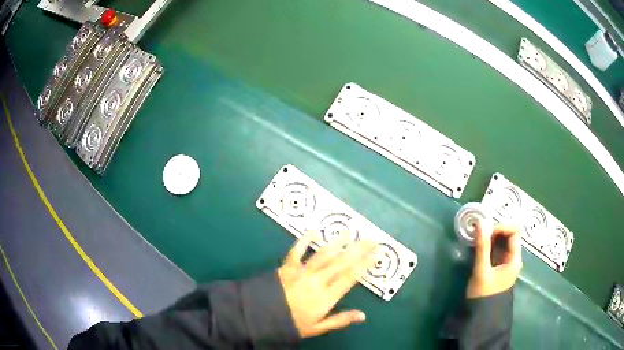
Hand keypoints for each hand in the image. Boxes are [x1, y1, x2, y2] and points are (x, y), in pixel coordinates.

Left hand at [277, 232, 377, 337]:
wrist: (261, 317)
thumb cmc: (291, 324)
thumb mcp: (317, 328)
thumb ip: (340, 320)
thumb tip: (363, 315)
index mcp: (326, 297)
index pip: (350, 277)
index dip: (365, 264)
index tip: (377, 254)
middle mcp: (317, 281)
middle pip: (341, 262)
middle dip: (358, 250)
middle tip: (371, 239)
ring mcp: (302, 272)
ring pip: (323, 255)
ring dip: (337, 242)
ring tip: (349, 231)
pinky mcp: (287, 267)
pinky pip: (297, 251)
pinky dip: (304, 240)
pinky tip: (313, 230)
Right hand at [466, 224, 522, 298]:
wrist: (481, 315)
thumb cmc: (484, 294)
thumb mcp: (482, 270)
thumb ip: (482, 247)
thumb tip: (480, 223)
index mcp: (515, 258)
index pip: (515, 231)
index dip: (502, 227)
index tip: (486, 231)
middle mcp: (513, 257)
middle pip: (509, 234)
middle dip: (495, 231)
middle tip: (480, 233)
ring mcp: (506, 261)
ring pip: (502, 241)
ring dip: (491, 237)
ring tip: (477, 238)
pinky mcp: (498, 265)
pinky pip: (496, 249)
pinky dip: (489, 244)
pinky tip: (479, 246)